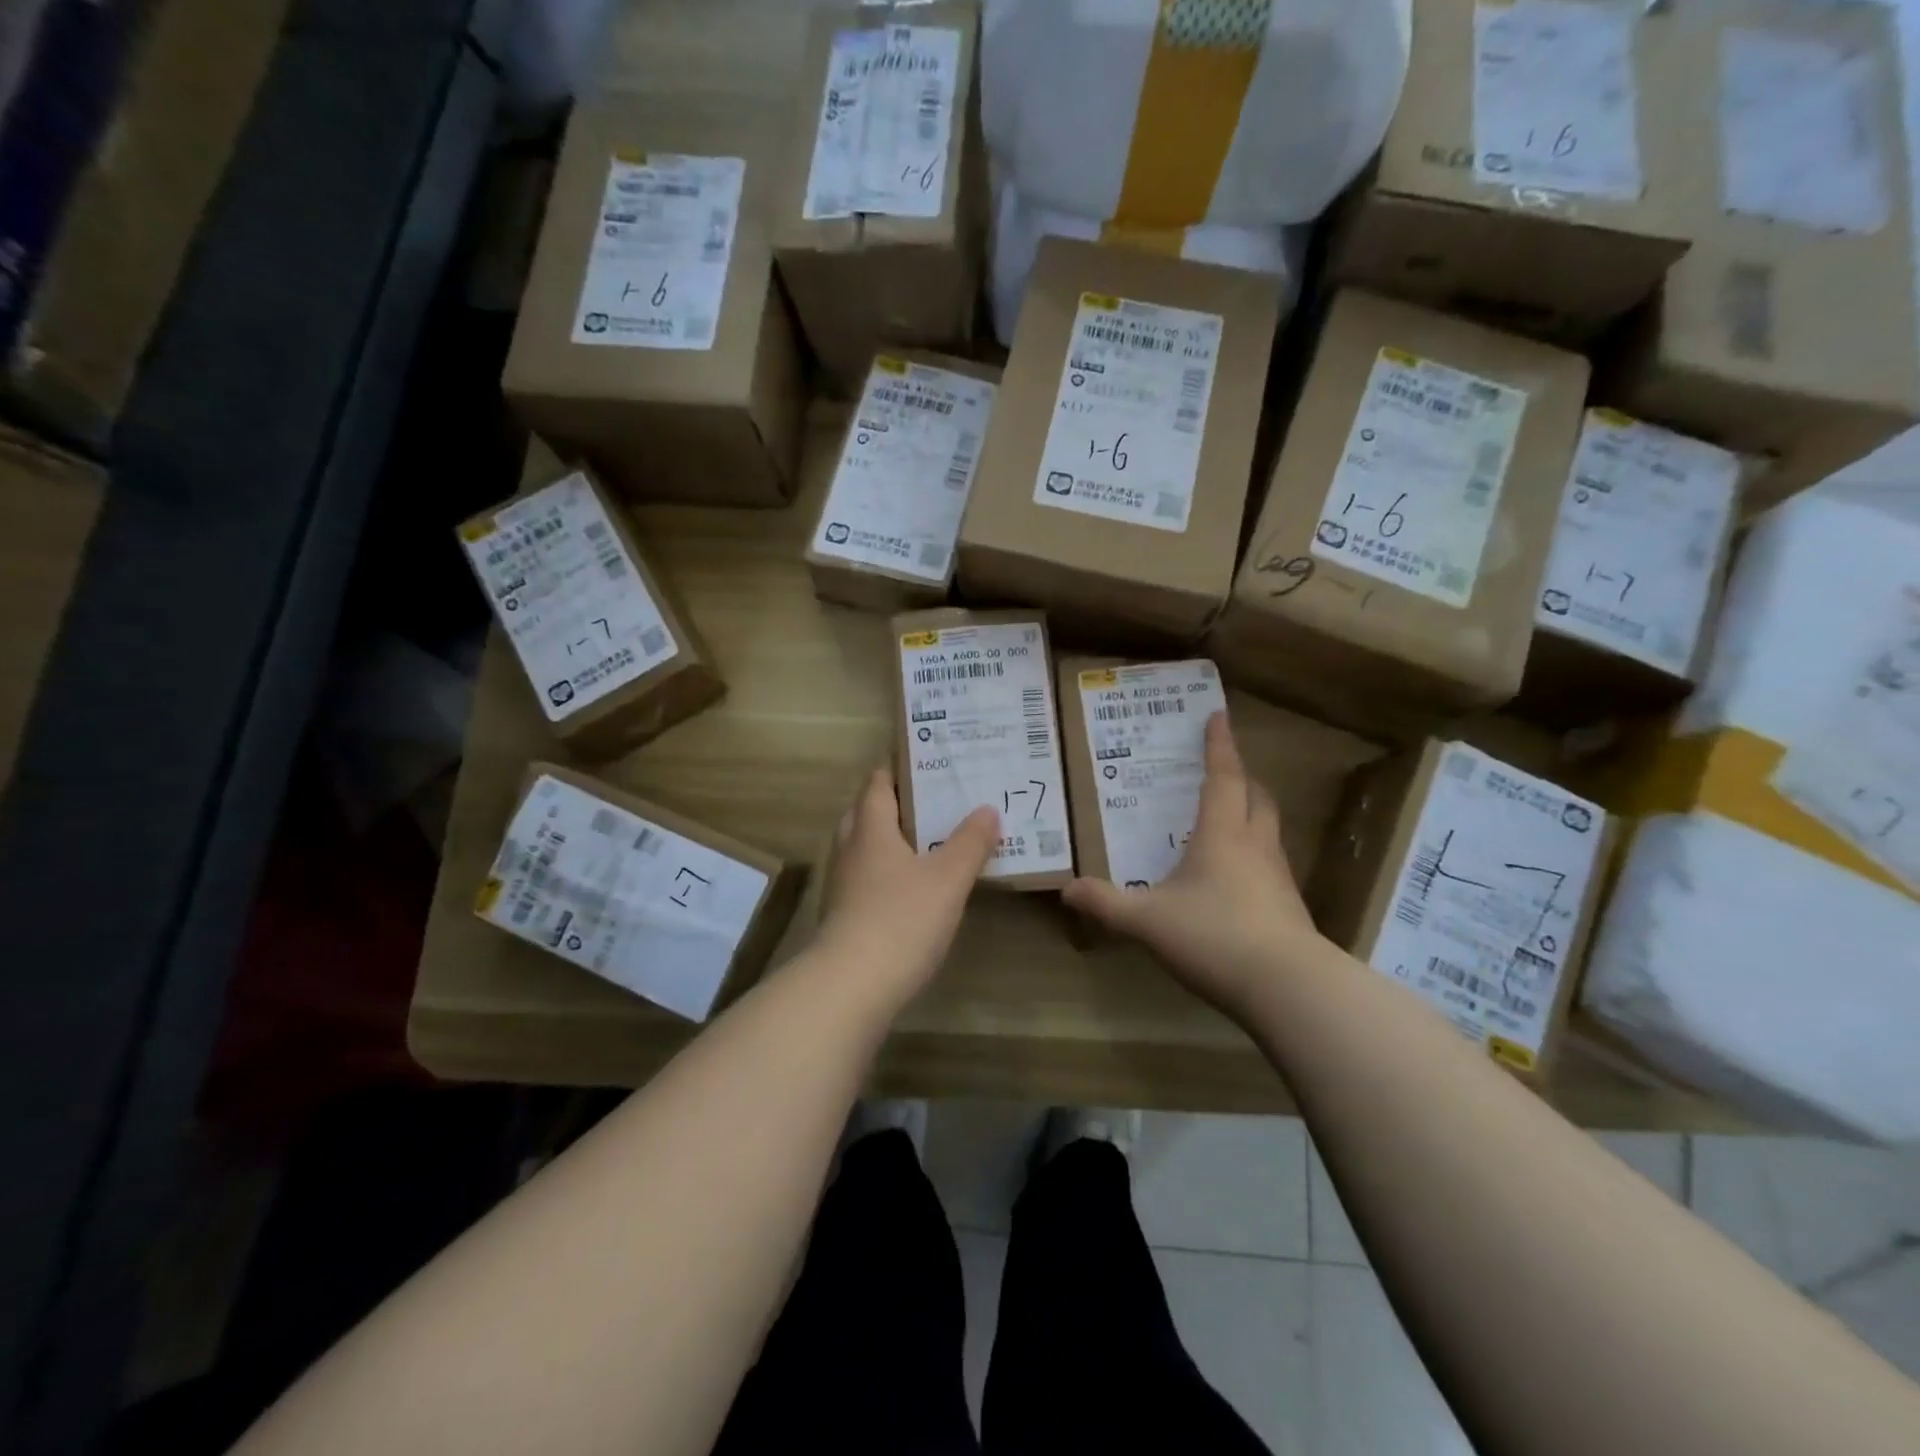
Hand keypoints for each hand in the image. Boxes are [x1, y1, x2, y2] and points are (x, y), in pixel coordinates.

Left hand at [815, 768, 998, 1004]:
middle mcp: (850, 848)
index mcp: (871, 828)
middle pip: (868, 812)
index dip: (899, 766)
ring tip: (933, 840)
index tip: (928, 759)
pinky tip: (915, 887)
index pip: (878, 782)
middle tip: (938, 800)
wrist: (850, 986)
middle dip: (898, 803)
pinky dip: (889, 872)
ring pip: (866, 847)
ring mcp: (843, 884)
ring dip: (894, 839)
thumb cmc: (901, 919)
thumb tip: (987, 809)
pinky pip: (867, 877)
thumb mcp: (948, 878)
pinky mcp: (844, 915)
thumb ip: (971, 842)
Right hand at [1063, 712, 1323, 1017]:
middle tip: (1224, 769)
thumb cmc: (1214, 935)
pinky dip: (1254, 855)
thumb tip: (1067, 890)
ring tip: (1229, 818)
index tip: (1219, 715)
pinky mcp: (1289, 908)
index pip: (1223, 777)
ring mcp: (1278, 877)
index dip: (1219, 745)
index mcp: (1223, 834)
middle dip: (1241, 777)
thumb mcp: (1148, 921)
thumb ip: (1106, 905)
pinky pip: (1271, 865)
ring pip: (1269, 830)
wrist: (1288, 987)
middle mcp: (1255, 845)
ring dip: (1252, 813)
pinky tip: (1236, 878)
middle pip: (1256, 797)